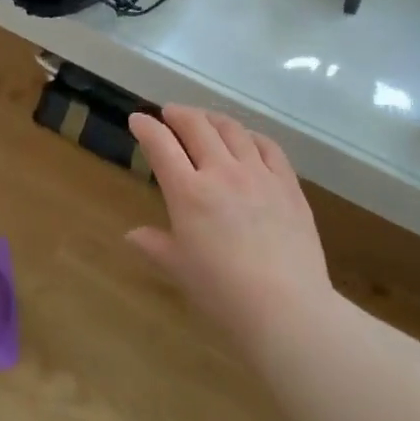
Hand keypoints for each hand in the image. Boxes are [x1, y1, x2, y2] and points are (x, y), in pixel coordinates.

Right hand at [127, 106, 331, 345]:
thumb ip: (155, 245)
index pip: (161, 146)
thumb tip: (132, 235)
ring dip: (212, 118)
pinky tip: (247, 139)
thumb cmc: (223, 293)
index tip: (138, 119)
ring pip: (232, 130)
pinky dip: (251, 135)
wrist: (286, 307)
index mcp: (188, 192)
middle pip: (196, 126)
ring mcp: (258, 174)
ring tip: (205, 120)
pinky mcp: (288, 184)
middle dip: (178, 114)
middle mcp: (222, 172)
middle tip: (170, 113)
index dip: (146, 127)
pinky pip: (268, 146)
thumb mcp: (179, 269)